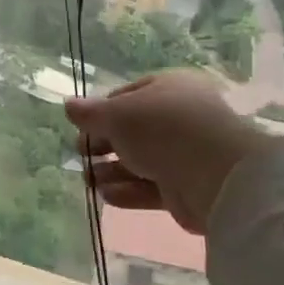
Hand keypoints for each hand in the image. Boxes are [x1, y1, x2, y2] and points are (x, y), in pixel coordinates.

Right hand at [65, 71, 265, 234]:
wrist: (214, 174)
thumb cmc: (162, 128)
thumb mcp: (118, 114)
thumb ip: (90, 113)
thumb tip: (69, 105)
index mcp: (168, 88)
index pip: (128, 96)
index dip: (102, 111)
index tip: (81, 127)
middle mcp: (179, 118)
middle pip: (132, 131)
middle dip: (103, 144)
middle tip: (81, 155)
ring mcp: (185, 154)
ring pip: (140, 161)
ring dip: (111, 171)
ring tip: (89, 180)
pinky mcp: (187, 188)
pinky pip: (151, 187)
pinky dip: (128, 191)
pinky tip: (107, 196)